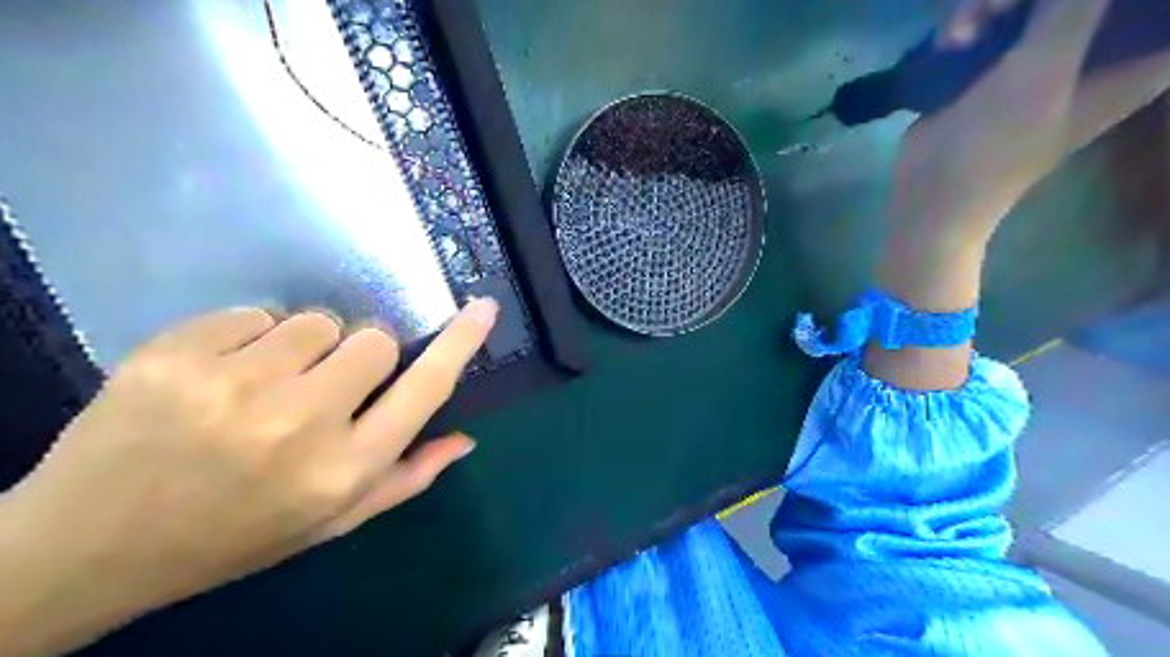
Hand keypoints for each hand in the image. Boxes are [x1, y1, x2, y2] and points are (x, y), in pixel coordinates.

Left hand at [0, 301, 498, 655]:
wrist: (88, 547)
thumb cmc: (234, 536)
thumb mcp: (331, 521)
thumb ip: (406, 477)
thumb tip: (465, 438)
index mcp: (343, 470)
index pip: (424, 389)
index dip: (460, 343)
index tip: (483, 308)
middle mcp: (299, 424)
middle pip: (372, 340)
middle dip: (359, 355)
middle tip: (323, 385)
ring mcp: (233, 385)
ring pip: (315, 322)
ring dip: (303, 346)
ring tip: (265, 384)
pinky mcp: (175, 355)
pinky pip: (253, 314)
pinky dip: (248, 339)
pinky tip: (218, 377)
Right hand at [868, 0, 1169, 390]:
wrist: (926, 207)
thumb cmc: (981, 164)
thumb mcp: (1035, 79)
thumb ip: (1071, 11)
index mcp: (1135, 60)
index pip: (1155, 16)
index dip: (1119, 10)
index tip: (1063, 21)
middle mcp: (1099, 52)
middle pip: (1089, 1)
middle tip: (987, 16)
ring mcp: (1045, 60)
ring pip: (1033, 3)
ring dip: (995, 4)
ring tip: (960, 34)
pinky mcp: (996, 70)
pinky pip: (997, 19)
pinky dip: (973, 22)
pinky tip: (950, 43)